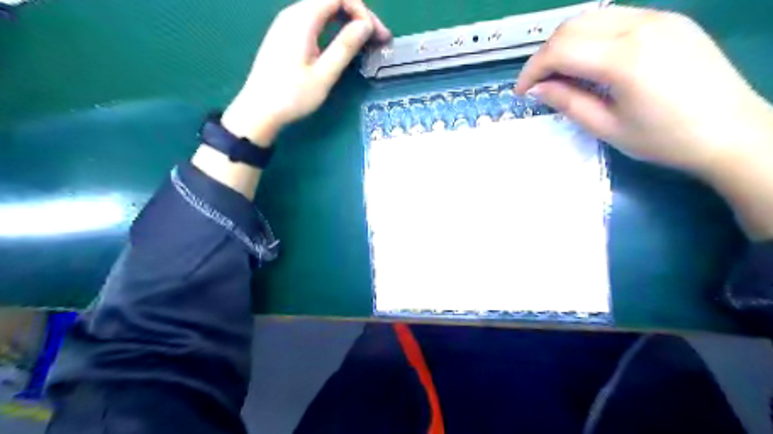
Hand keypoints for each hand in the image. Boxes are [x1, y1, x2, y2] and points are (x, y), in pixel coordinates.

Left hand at [224, 0, 392, 146]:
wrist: (258, 110)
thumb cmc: (292, 96)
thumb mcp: (324, 74)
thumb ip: (345, 47)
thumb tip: (366, 25)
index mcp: (302, 19)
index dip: (363, 12)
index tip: (377, 36)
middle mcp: (293, 14)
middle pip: (332, 1)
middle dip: (358, 16)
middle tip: (378, 40)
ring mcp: (287, 23)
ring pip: (324, 10)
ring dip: (348, 22)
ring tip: (365, 43)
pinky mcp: (286, 35)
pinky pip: (315, 21)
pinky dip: (334, 28)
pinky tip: (343, 45)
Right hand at [512, 8, 771, 175]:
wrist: (731, 132)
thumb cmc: (664, 139)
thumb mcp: (607, 127)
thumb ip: (568, 102)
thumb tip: (537, 89)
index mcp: (625, 58)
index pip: (560, 49)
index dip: (532, 70)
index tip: (521, 92)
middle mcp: (641, 25)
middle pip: (572, 26)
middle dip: (545, 54)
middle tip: (538, 84)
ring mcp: (658, 18)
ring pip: (592, 16)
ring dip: (565, 43)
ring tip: (560, 74)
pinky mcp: (669, 20)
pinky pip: (615, 18)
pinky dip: (590, 37)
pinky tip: (589, 62)